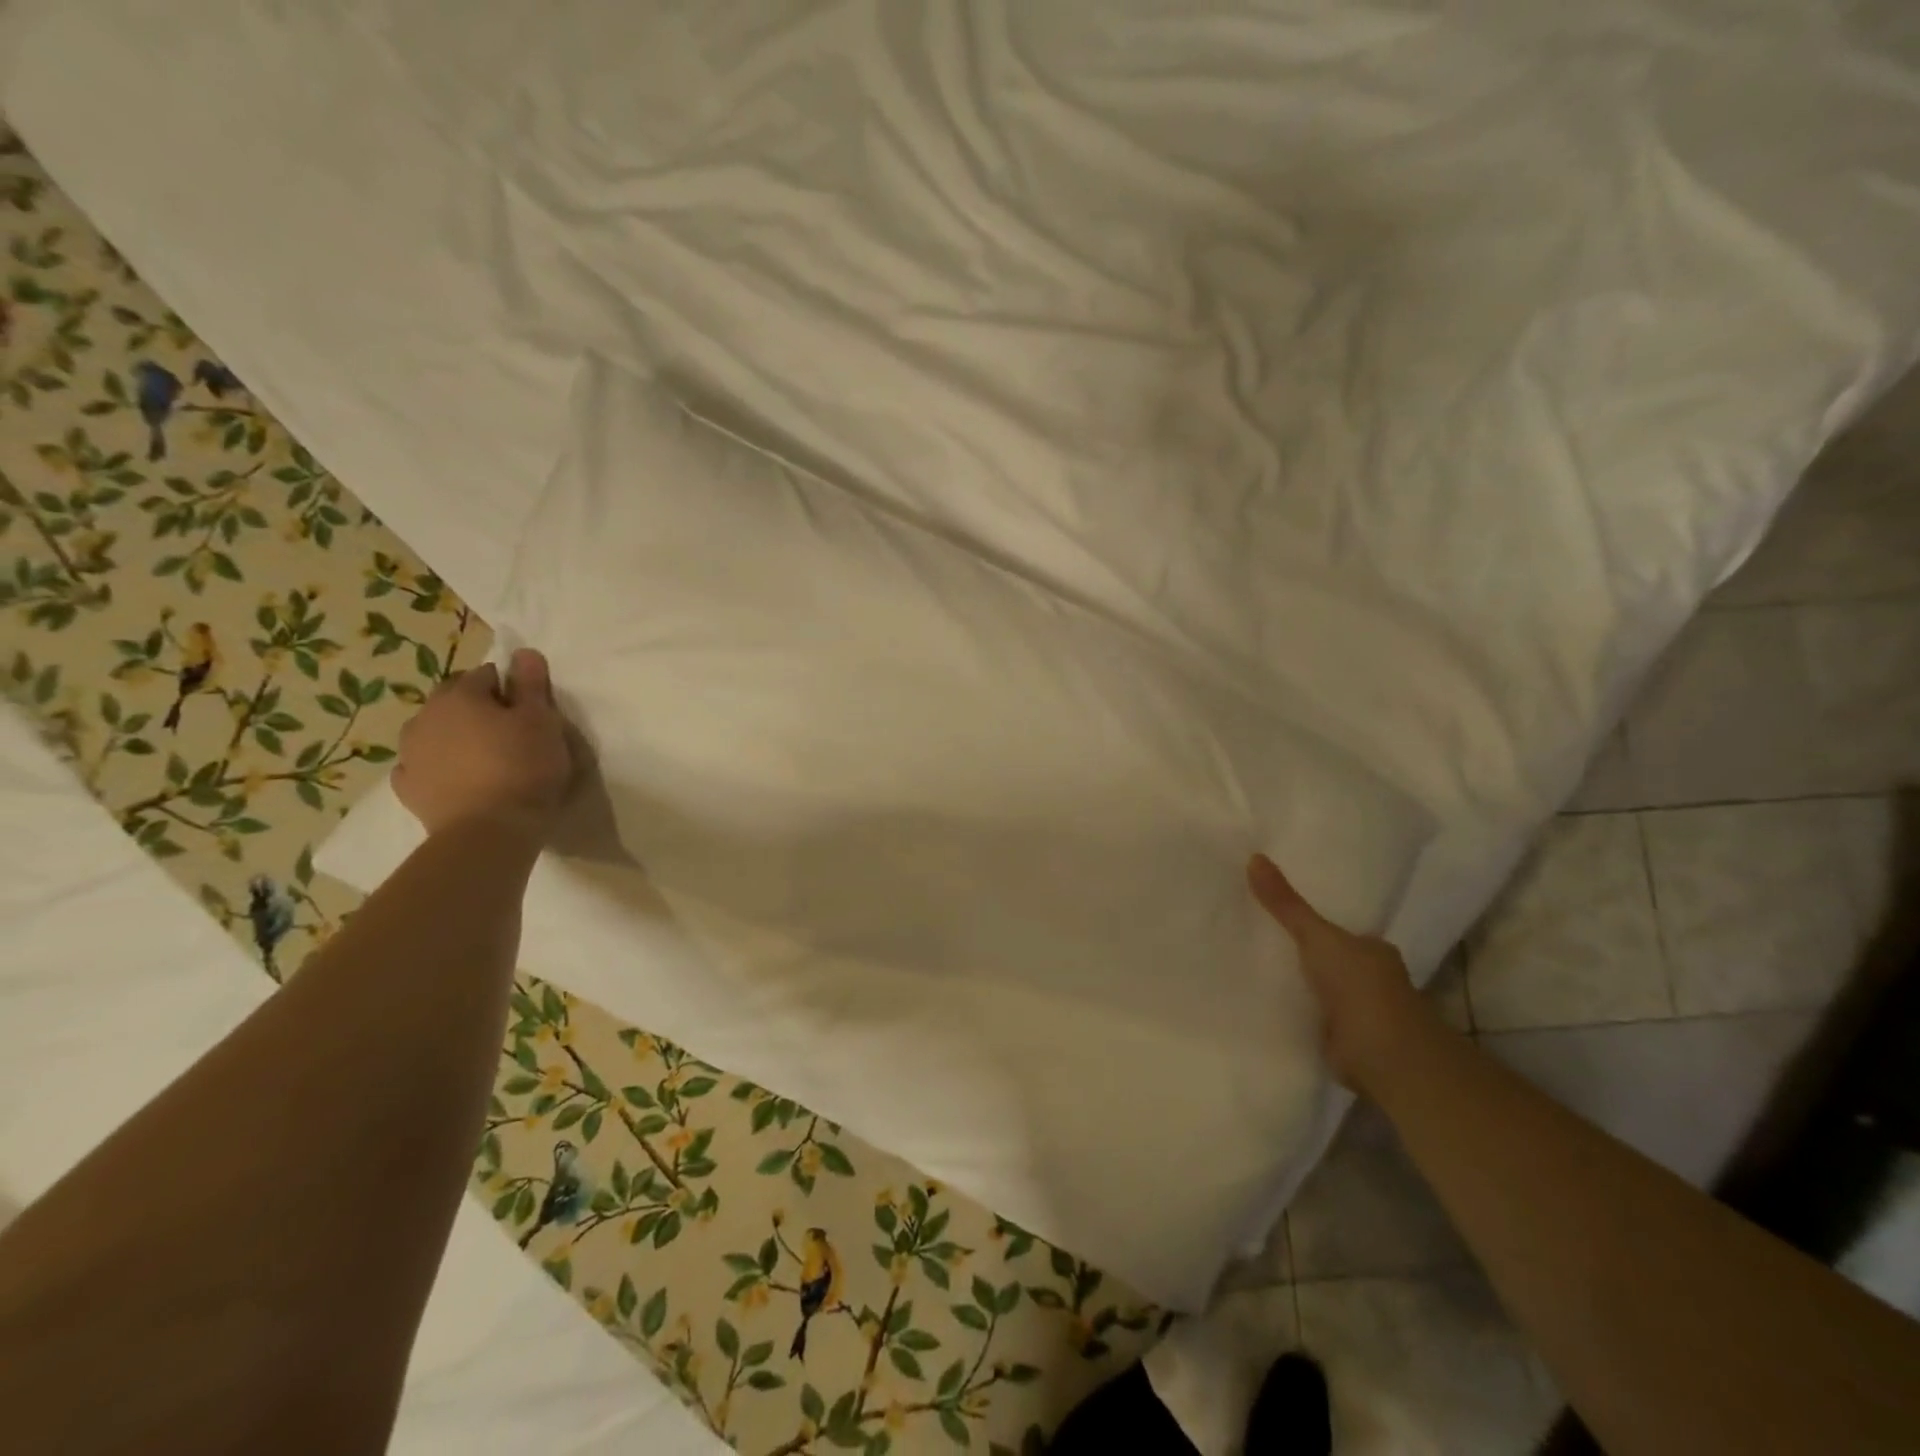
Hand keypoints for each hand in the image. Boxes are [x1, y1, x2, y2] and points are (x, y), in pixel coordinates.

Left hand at [393, 648, 574, 839]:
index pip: (486, 675)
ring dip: (456, 736)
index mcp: (460, 696)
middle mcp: (425, 717)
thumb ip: (532, 685)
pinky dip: (439, 767)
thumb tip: (523, 652)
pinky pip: (423, 766)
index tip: (530, 710)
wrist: (489, 831)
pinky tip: (460, 779)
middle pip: (454, 700)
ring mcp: (410, 754)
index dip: (510, 688)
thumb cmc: (523, 768)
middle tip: (509, 732)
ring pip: (435, 732)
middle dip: (477, 708)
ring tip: (486, 758)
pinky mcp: (407, 788)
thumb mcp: (542, 721)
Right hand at [1248, 853, 1436, 1094]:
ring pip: (1324, 992)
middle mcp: (1374, 979)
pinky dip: (1299, 1016)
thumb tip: (1254, 856)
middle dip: (1305, 956)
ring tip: (1255, 971)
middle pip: (1332, 960)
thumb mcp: (1317, 937)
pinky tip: (1270, 1008)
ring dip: (1301, 987)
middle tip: (1259, 940)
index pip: (1342, 932)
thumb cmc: (1360, 987)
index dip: (1315, 926)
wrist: (1387, 1056)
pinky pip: (1317, 1021)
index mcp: (1374, 950)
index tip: (1281, 919)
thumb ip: (1286, 904)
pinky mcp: (1348, 1044)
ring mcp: (1363, 1014)